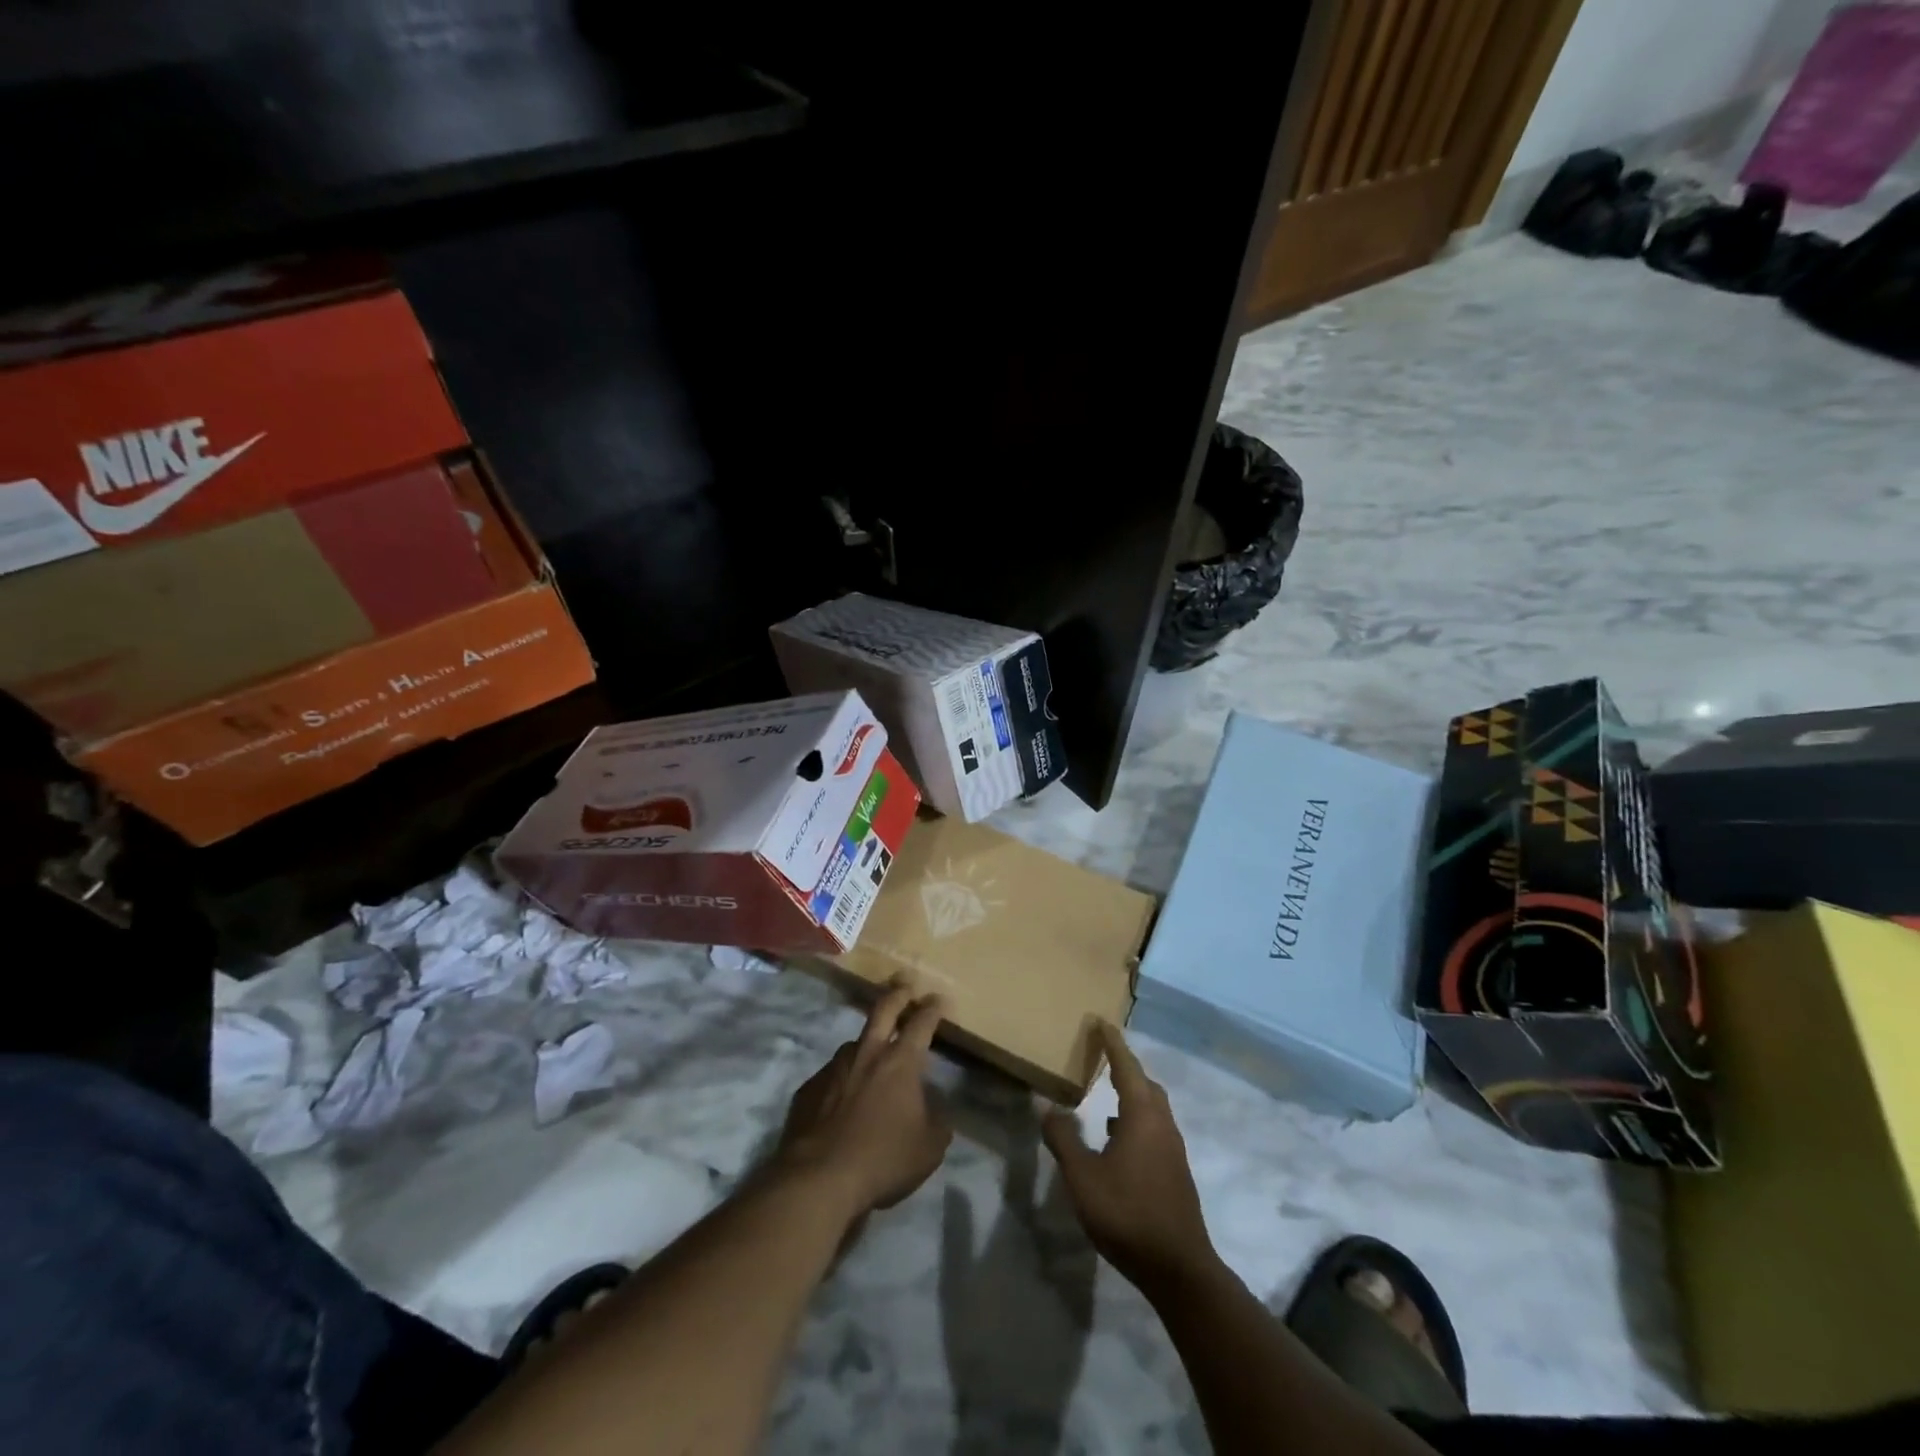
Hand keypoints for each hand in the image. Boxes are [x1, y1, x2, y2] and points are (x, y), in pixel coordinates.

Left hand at [777, 986, 953, 1215]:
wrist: (818, 1178)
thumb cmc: (883, 1159)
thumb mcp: (929, 1148)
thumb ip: (938, 1121)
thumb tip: (937, 1108)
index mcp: (900, 1062)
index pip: (922, 1023)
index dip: (933, 1008)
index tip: (939, 999)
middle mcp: (867, 1053)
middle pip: (883, 1009)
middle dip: (898, 993)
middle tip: (904, 984)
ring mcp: (834, 1067)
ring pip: (854, 1042)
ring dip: (867, 1041)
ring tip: (872, 1052)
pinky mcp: (809, 1088)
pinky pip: (832, 1075)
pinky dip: (843, 1079)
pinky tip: (843, 1098)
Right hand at [1041, 1021, 1218, 1296]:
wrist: (1178, 1268)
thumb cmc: (1128, 1213)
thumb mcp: (1083, 1177)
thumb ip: (1064, 1139)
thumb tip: (1047, 1107)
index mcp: (1142, 1115)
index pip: (1126, 1066)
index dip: (1112, 1043)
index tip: (1100, 1021)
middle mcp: (1162, 1124)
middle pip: (1145, 1083)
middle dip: (1124, 1066)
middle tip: (1102, 1056)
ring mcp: (1172, 1149)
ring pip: (1152, 1108)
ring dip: (1131, 1095)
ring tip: (1105, 1096)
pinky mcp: (1175, 1171)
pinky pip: (1153, 1129)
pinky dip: (1135, 1121)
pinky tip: (1117, 1139)